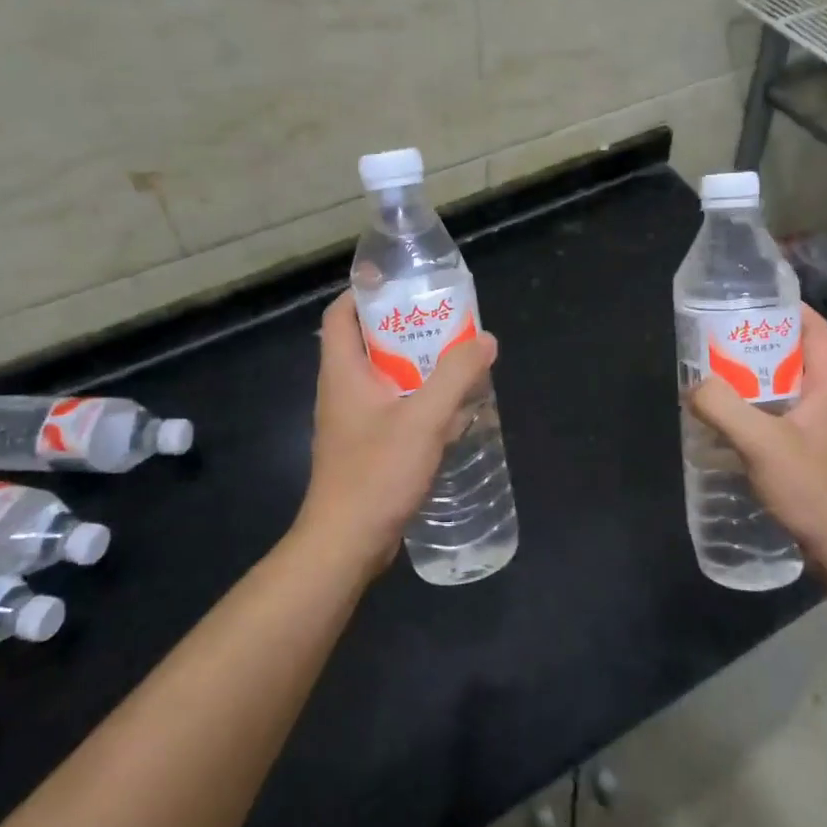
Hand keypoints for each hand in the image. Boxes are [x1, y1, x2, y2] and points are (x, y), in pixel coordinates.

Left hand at [294, 290, 498, 573]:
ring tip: (455, 359)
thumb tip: (485, 339)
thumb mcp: (424, 418)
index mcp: (344, 372)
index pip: (340, 314)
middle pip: (367, 342)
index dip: (365, 291)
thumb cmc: (377, 473)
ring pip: (383, 377)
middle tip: (444, 321)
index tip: (401, 283)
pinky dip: (417, 400)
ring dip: (415, 365)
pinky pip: (392, 408)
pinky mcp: (365, 447)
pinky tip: (450, 411)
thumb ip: (456, 376)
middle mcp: (342, 390)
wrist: (346, 543)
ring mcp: (352, 422)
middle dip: (404, 328)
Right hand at [689, 304, 826, 566]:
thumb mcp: (761, 443)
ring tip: (716, 377)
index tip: (750, 301)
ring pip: (786, 388)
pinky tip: (728, 422)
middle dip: (759, 344)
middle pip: (795, 355)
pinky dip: (756, 410)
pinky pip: (781, 416)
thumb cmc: (812, 487)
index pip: (814, 328)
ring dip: (754, 380)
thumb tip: (693, 386)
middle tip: (719, 340)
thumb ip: (723, 408)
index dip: (787, 308)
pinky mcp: (812, 452)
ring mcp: (823, 428)